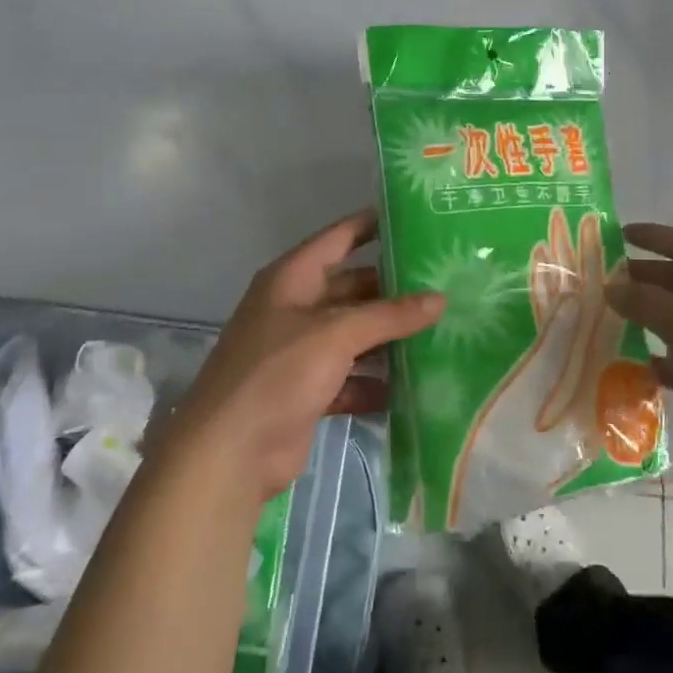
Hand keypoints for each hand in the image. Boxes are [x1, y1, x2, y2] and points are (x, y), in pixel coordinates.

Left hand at [165, 209, 442, 500]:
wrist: (229, 454)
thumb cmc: (278, 374)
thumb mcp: (336, 334)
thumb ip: (389, 315)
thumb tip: (440, 298)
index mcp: (292, 278)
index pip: (338, 238)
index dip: (372, 225)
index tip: (416, 218)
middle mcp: (295, 308)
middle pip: (352, 287)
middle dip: (393, 289)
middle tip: (444, 283)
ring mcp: (301, 351)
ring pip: (355, 334)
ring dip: (390, 337)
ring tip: (441, 331)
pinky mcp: (308, 391)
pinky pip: (351, 376)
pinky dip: (376, 381)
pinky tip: (415, 385)